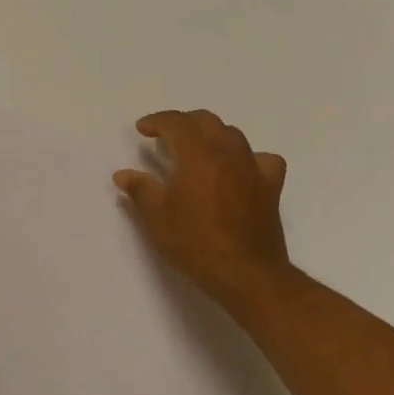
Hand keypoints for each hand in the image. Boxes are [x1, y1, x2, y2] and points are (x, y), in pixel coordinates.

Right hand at [113, 109, 295, 318]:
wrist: (246, 273)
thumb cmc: (196, 243)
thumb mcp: (157, 218)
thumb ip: (140, 189)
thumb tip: (123, 174)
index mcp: (198, 153)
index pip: (176, 122)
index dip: (157, 121)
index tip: (142, 129)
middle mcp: (228, 151)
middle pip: (206, 121)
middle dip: (183, 123)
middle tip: (165, 137)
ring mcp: (253, 167)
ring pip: (232, 134)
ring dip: (211, 134)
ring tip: (196, 151)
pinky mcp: (270, 186)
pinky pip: (261, 158)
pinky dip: (246, 157)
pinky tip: (238, 170)